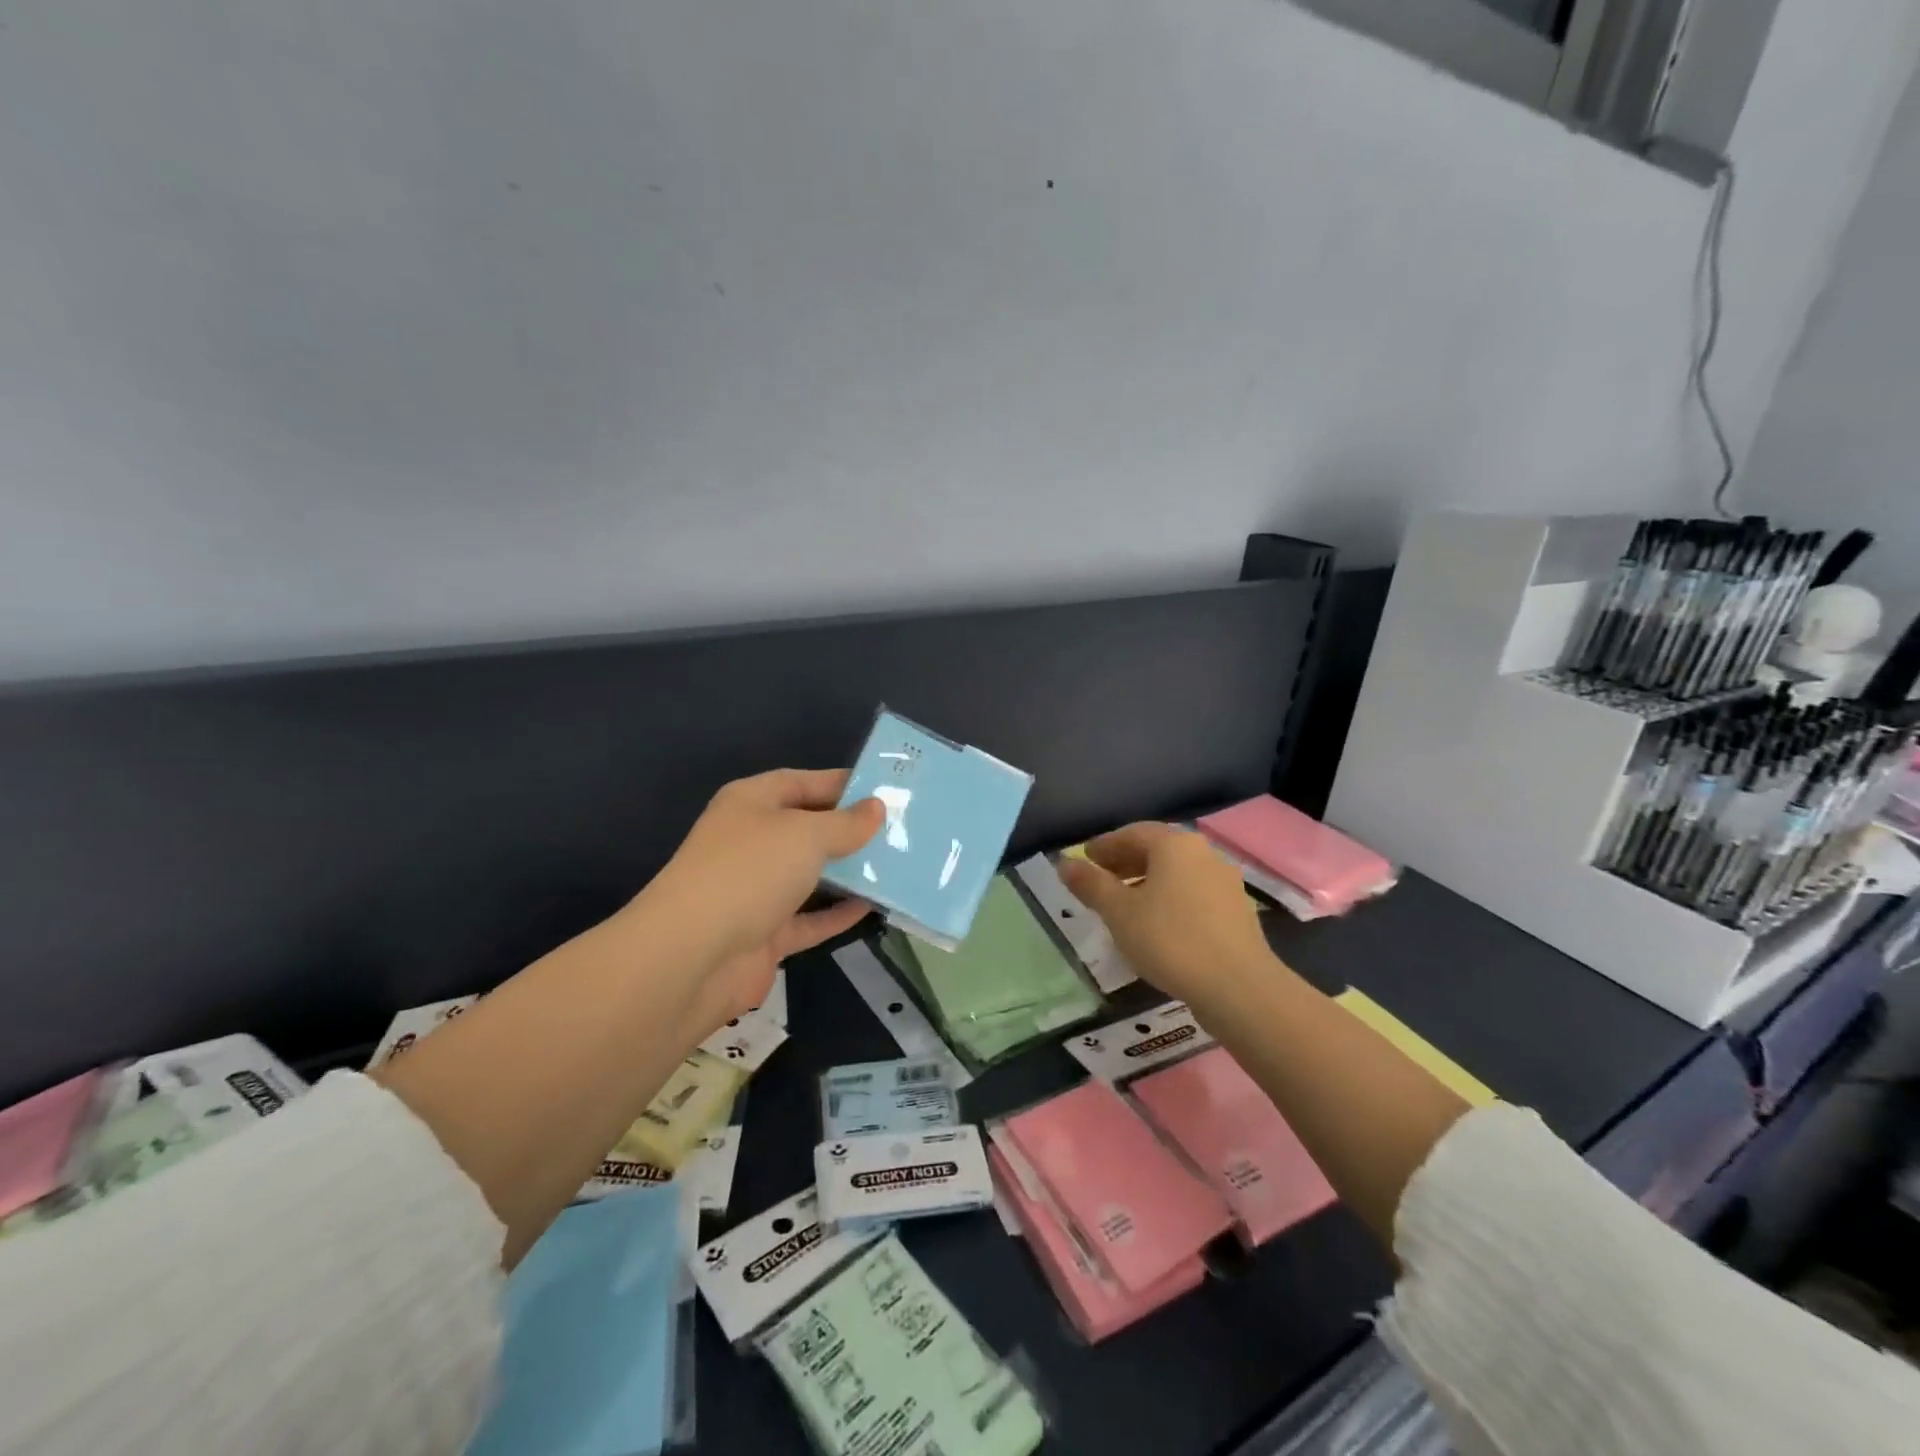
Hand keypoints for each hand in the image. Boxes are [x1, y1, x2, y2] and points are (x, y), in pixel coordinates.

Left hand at [633, 768, 883, 1027]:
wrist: (692, 957)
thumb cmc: (750, 872)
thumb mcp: (806, 834)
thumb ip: (846, 823)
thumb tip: (876, 809)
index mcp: (751, 803)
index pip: (802, 782)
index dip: (842, 783)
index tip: (885, 790)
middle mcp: (752, 841)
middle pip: (808, 828)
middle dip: (850, 829)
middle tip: (901, 830)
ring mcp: (756, 889)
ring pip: (811, 874)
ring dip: (849, 873)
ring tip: (897, 866)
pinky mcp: (764, 933)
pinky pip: (810, 918)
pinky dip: (838, 914)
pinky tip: (874, 908)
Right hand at [1058, 822, 1276, 1014]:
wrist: (1238, 987)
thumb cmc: (1170, 940)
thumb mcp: (1119, 912)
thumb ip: (1091, 885)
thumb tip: (1064, 863)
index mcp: (1174, 845)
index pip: (1133, 833)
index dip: (1105, 845)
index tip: (1085, 858)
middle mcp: (1203, 853)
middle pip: (1157, 850)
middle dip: (1125, 862)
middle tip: (1100, 878)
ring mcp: (1225, 881)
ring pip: (1177, 873)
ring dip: (1147, 881)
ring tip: (1124, 905)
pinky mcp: (1237, 910)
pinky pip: (1194, 893)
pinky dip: (1169, 898)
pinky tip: (1157, 924)